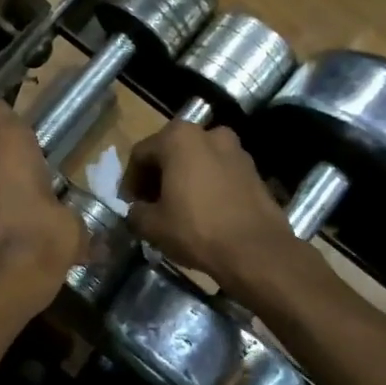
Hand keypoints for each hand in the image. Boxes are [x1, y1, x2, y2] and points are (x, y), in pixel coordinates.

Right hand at [122, 121, 294, 294]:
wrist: (256, 251)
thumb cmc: (197, 229)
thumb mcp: (152, 225)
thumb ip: (135, 212)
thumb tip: (137, 211)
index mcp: (178, 138)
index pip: (140, 154)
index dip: (130, 180)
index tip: (129, 204)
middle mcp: (208, 133)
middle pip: (170, 151)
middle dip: (157, 176)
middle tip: (150, 203)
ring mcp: (235, 149)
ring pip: (196, 160)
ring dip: (182, 178)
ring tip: (177, 207)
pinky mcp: (253, 169)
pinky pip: (218, 171)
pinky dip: (205, 183)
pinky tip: (202, 210)